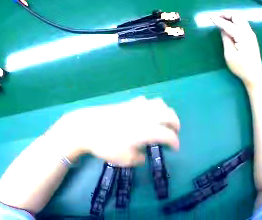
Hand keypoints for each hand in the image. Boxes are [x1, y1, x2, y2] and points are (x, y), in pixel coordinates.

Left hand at [46, 97, 179, 166]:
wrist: (86, 127)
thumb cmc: (105, 145)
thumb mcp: (123, 159)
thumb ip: (138, 159)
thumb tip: (143, 156)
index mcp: (147, 130)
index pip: (169, 135)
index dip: (175, 142)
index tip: (174, 149)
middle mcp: (146, 116)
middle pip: (169, 114)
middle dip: (175, 124)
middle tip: (174, 133)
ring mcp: (137, 107)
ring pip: (160, 103)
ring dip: (166, 112)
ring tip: (163, 122)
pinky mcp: (128, 103)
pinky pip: (146, 101)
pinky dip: (152, 107)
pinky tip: (146, 114)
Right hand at [210, 14, 261, 86]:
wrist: (255, 75)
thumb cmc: (241, 67)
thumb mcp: (230, 55)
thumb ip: (226, 39)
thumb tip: (222, 29)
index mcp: (242, 36)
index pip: (228, 24)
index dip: (218, 20)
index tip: (210, 17)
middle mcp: (248, 32)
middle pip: (236, 16)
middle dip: (225, 14)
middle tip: (216, 17)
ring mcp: (251, 34)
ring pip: (241, 18)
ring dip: (231, 17)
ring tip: (222, 20)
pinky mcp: (251, 37)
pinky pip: (243, 23)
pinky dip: (235, 21)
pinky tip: (230, 26)